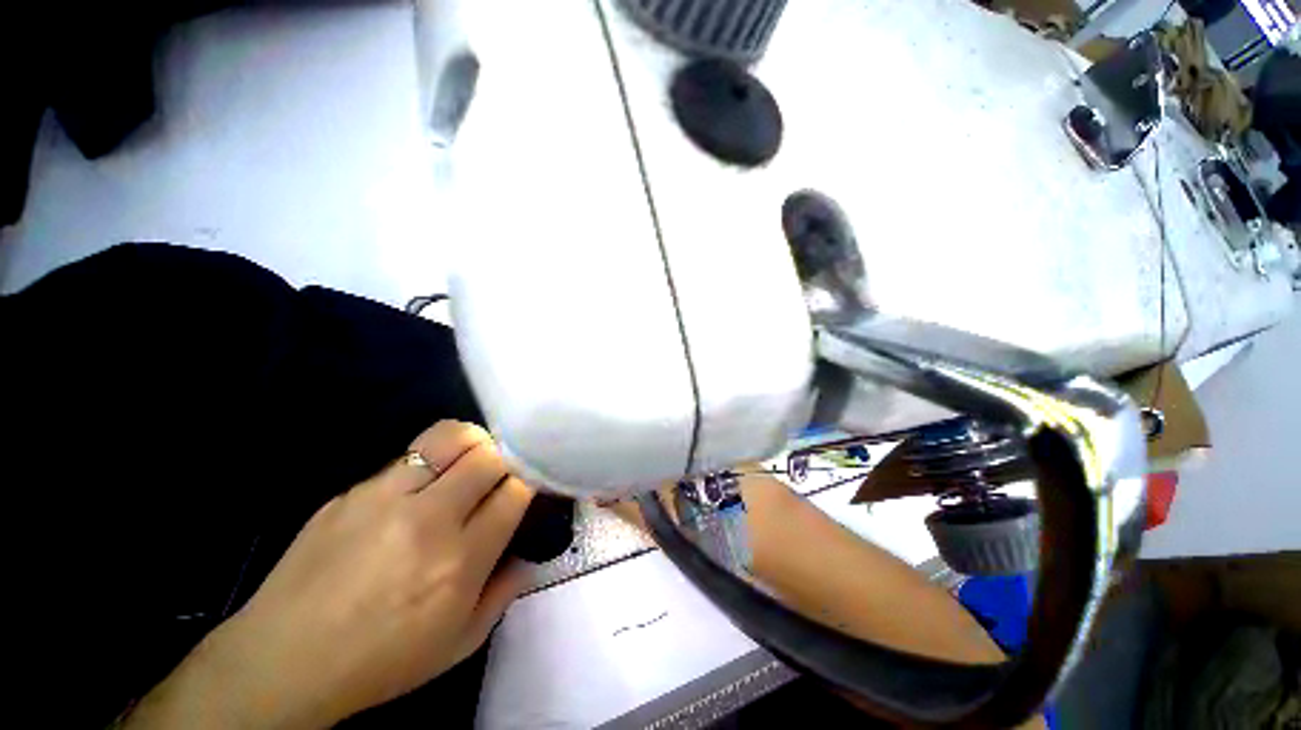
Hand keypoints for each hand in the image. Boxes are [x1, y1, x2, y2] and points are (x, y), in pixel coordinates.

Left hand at [125, 421, 535, 729]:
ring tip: (470, 460)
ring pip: (449, 438)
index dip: (527, 483)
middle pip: (489, 457)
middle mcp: (428, 520)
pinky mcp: (352, 491)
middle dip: (506, 460)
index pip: (515, 492)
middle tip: (501, 475)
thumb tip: (528, 557)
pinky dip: (429, 463)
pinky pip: (407, 458)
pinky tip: (417, 490)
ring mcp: (385, 498)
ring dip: (472, 444)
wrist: (281, 662)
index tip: (524, 489)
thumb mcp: (457, 645)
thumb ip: (503, 594)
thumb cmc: (379, 663)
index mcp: (459, 562)